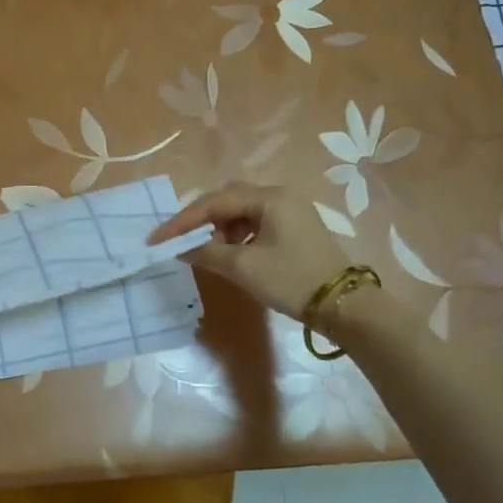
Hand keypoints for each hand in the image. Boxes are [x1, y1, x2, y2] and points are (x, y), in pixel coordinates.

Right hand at [149, 182, 351, 326]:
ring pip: (241, 212)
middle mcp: (279, 196)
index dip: (182, 220)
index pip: (214, 202)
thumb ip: (206, 253)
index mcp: (269, 198)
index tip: (157, 238)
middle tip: (178, 240)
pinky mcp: (294, 228)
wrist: (345, 306)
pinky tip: (229, 253)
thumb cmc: (292, 280)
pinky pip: (255, 223)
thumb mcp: (244, 267)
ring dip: (219, 229)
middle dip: (200, 220)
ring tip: (206, 251)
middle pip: (227, 199)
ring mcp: (289, 211)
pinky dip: (236, 236)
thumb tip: (179, 248)